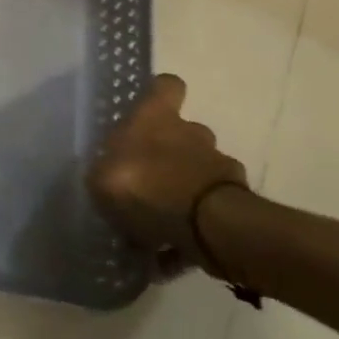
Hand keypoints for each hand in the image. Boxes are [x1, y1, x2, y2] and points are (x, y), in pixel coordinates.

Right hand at [88, 75, 248, 271]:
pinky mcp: (237, 205)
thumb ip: (103, 171)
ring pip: (197, 173)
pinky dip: (192, 230)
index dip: (159, 93)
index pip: (167, 86)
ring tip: (158, 225)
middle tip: (146, 180)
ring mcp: (219, 168)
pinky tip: (171, 253)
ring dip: (181, 192)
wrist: (209, 228)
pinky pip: (207, 214)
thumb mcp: (101, 177)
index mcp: (157, 118)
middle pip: (184, 133)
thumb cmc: (145, 186)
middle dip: (170, 153)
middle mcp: (192, 133)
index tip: (148, 106)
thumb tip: (107, 173)